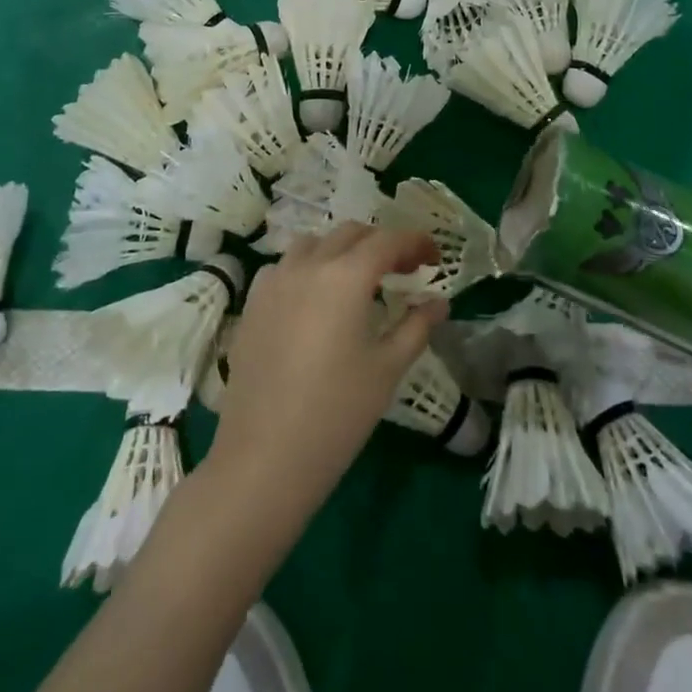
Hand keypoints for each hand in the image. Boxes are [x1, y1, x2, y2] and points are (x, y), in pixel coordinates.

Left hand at [208, 224, 446, 521]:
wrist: (264, 457)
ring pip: (314, 243)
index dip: (415, 242)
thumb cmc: (337, 413)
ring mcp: (274, 282)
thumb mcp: (388, 369)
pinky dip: (308, 267)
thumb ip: (417, 326)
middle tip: (404, 271)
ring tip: (359, 280)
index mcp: (346, 276)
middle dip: (382, 244)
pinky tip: (315, 299)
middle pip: (351, 234)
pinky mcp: (252, 304)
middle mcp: (308, 266)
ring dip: (342, 250)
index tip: (434, 257)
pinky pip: (284, 266)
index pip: (388, 241)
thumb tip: (439, 302)